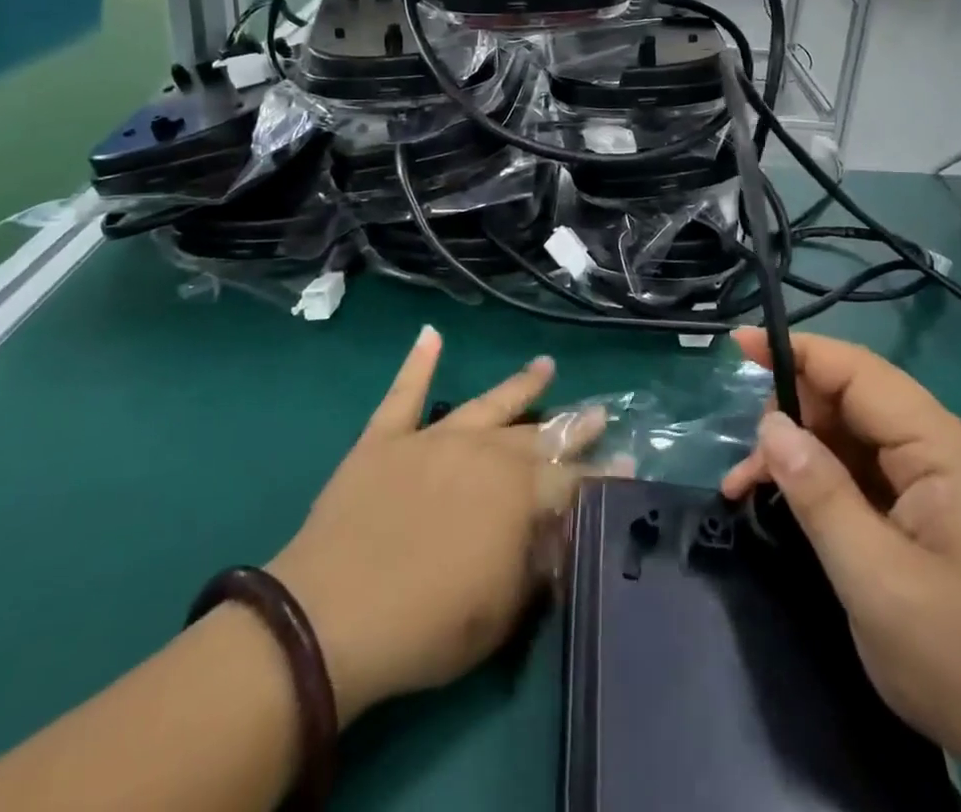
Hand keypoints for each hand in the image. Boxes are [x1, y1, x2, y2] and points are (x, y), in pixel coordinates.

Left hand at [269, 326, 601, 723]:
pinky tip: (430, 334)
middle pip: (539, 435)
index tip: (628, 460)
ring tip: (546, 365)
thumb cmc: (427, 626)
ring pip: (488, 403)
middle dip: (574, 425)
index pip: (573, 480)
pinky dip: (418, 362)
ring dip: (520, 385)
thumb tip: (559, 534)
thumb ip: (537, 566)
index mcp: (517, 495)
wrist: (331, 617)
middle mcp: (484, 453)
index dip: (603, 474)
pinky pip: (404, 393)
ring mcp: (434, 439)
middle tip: (599, 410)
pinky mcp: (386, 439)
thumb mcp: (502, 613)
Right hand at [721, 329, 960, 804]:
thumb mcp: (877, 582)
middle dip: (792, 415)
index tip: (740, 344)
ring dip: (803, 452)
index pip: (857, 371)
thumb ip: (820, 495)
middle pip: (853, 400)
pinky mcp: (935, 512)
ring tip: (751, 489)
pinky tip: (793, 506)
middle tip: (745, 464)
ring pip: (855, 437)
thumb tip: (772, 426)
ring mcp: (941, 481)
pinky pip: (869, 474)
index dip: (797, 351)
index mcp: (939, 447)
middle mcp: (942, 448)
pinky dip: (825, 482)